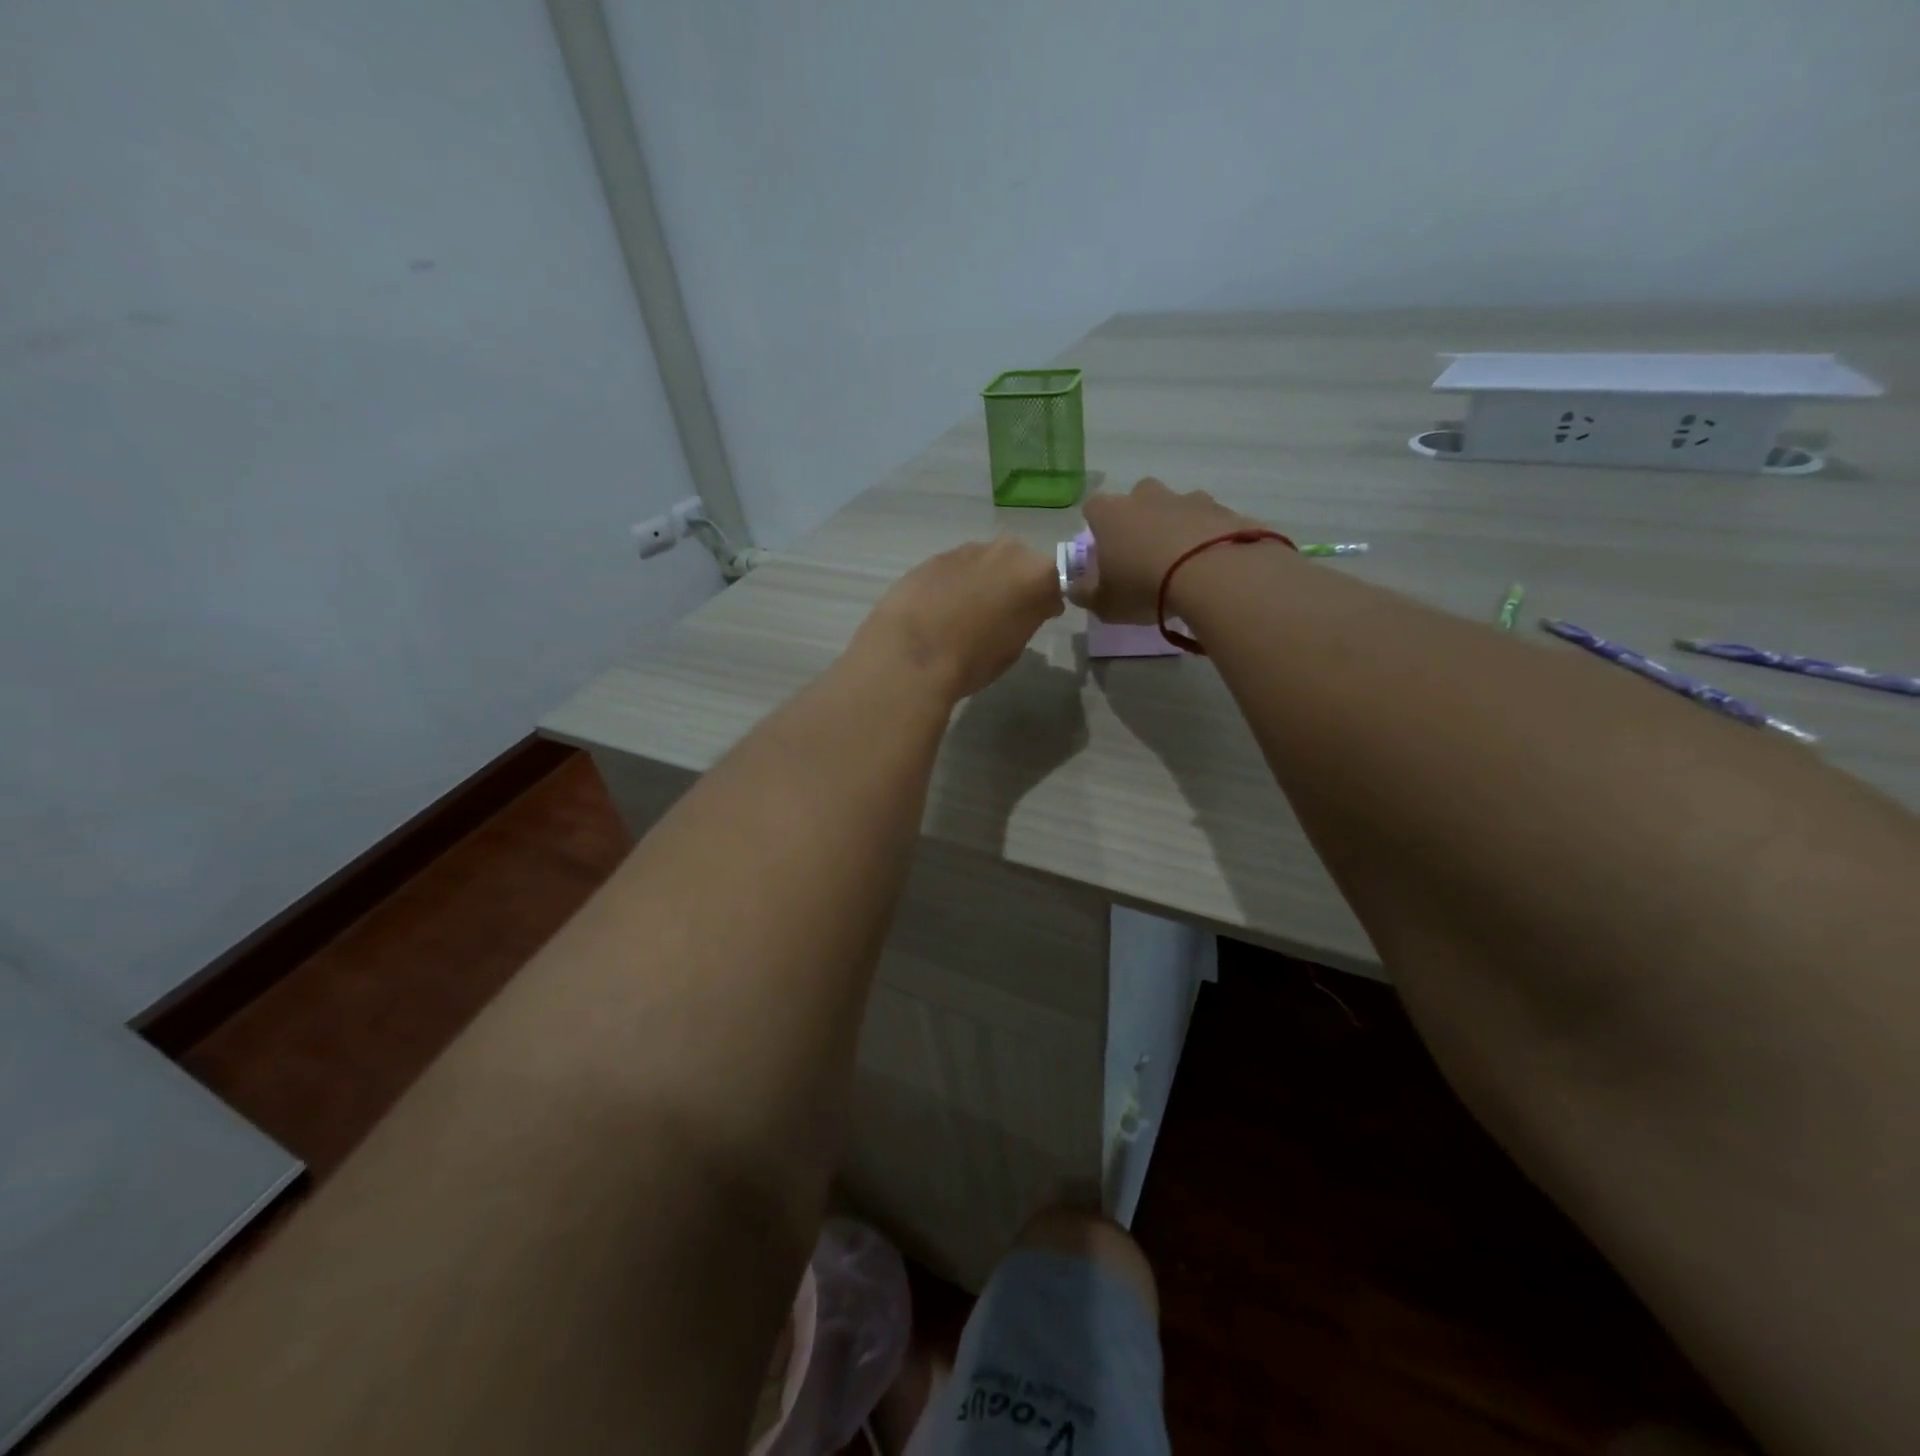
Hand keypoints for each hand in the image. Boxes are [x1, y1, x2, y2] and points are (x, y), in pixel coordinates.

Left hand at [854, 537, 1064, 700]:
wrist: (912, 654)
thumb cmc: (973, 659)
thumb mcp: (1015, 646)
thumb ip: (1027, 617)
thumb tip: (1027, 609)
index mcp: (1036, 574)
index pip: (1054, 582)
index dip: (1047, 601)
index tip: (1040, 617)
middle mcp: (1006, 551)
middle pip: (1019, 563)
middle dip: (1014, 583)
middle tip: (1003, 613)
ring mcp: (967, 550)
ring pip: (985, 562)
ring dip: (983, 580)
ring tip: (967, 612)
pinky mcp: (934, 557)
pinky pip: (955, 568)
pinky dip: (954, 583)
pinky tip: (940, 608)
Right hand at [1070, 478, 1256, 623]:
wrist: (1212, 574)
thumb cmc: (1143, 586)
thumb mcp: (1104, 604)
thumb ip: (1085, 594)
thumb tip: (1075, 588)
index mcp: (1111, 514)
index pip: (1093, 507)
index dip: (1096, 527)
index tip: (1103, 550)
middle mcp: (1147, 497)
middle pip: (1137, 497)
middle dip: (1139, 519)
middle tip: (1144, 553)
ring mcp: (1188, 498)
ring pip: (1177, 506)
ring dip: (1177, 526)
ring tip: (1184, 562)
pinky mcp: (1223, 510)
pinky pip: (1210, 521)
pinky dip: (1208, 536)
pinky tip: (1212, 564)